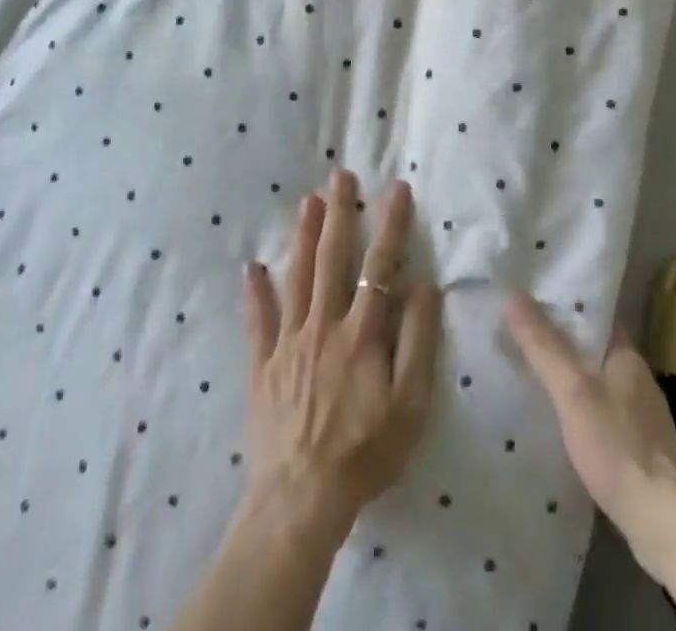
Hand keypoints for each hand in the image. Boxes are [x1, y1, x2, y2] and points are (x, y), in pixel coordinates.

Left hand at [239, 170, 441, 550]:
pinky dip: (254, 292)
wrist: (301, 499)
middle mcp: (323, 325)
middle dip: (339, 213)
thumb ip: (418, 341)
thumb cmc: (365, 451)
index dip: (390, 224)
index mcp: (361, 332)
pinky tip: (251, 266)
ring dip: (302, 236)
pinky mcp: (263, 366)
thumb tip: (423, 286)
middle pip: (331, 258)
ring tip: (307, 201)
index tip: (396, 188)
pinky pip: (257, 322)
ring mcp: (288, 342)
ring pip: (296, 277)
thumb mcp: (411, 404)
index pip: (379, 265)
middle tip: (340, 175)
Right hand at [504, 292, 675, 577]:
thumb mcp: (572, 391)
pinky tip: (563, 425)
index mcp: (627, 355)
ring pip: (599, 383)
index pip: (594, 316)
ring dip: (572, 380)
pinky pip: (605, 414)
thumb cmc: (617, 446)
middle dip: (563, 344)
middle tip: (523, 340)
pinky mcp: (641, 450)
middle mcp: (638, 378)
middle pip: (594, 349)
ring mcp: (643, 416)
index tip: (531, 304)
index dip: (564, 307)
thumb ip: (543, 346)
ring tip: (535, 379)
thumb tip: (513, 297)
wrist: (662, 522)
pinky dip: (583, 411)